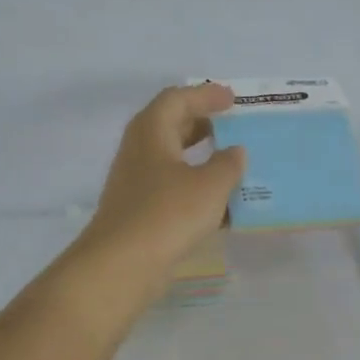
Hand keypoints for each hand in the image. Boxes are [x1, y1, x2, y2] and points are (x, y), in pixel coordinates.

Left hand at [69, 82, 245, 299]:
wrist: (123, 264)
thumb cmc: (168, 214)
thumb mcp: (210, 185)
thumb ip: (228, 164)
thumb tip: (235, 152)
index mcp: (152, 131)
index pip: (178, 99)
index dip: (205, 95)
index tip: (232, 98)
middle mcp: (140, 151)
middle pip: (171, 126)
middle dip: (202, 124)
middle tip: (231, 126)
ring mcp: (137, 183)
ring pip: (172, 160)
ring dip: (201, 158)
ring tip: (231, 164)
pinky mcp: (141, 212)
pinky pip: (173, 189)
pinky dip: (196, 189)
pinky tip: (220, 204)